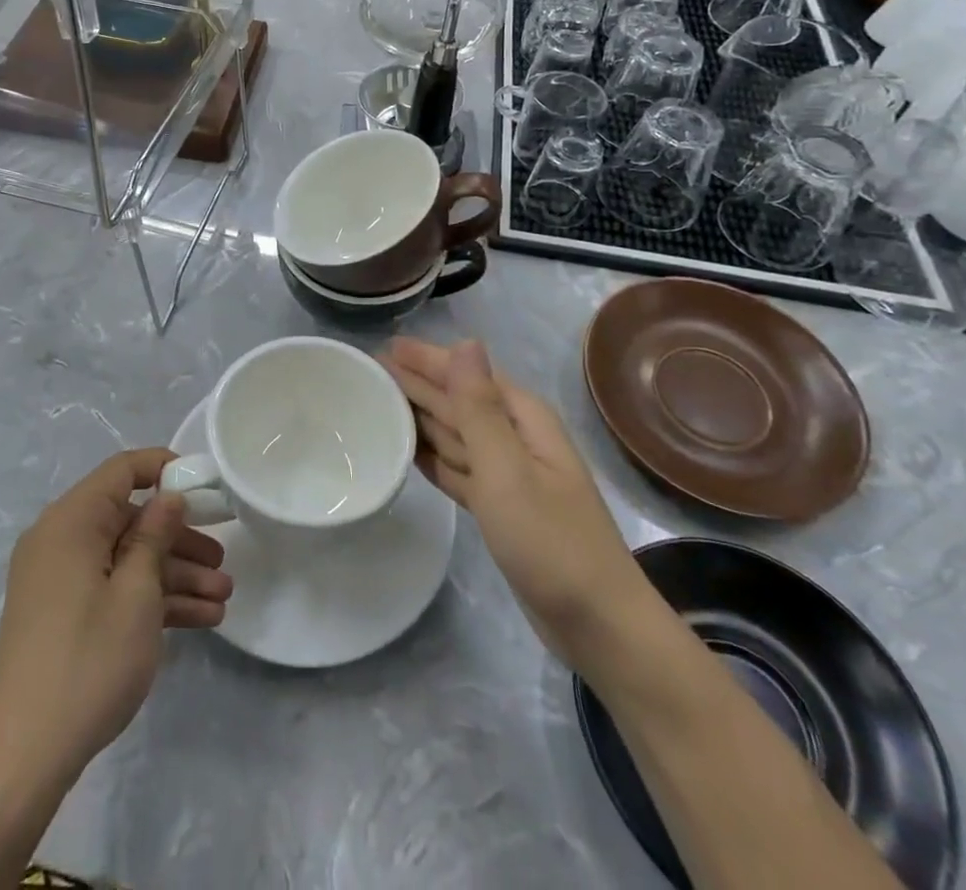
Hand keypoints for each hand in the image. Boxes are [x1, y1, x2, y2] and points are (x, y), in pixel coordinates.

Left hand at [0, 448, 232, 784]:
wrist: (26, 755)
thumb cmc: (89, 658)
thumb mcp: (136, 592)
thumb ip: (155, 535)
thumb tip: (168, 495)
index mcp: (71, 520)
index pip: (122, 470)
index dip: (165, 469)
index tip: (206, 487)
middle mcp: (62, 540)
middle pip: (130, 520)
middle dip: (180, 540)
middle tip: (222, 558)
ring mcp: (61, 579)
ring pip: (127, 559)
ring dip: (174, 575)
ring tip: (223, 598)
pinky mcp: (64, 613)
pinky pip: (113, 588)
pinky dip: (151, 599)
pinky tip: (200, 618)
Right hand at [382, 337, 644, 664]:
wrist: (596, 625)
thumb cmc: (550, 540)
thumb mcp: (507, 468)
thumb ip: (478, 406)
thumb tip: (465, 341)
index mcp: (521, 418)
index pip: (464, 373)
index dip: (425, 359)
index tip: (382, 347)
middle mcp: (514, 437)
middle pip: (456, 400)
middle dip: (415, 384)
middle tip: (368, 371)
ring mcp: (506, 474)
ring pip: (453, 433)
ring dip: (418, 417)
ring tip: (378, 403)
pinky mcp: (498, 507)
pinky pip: (455, 467)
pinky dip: (431, 456)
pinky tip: (406, 450)